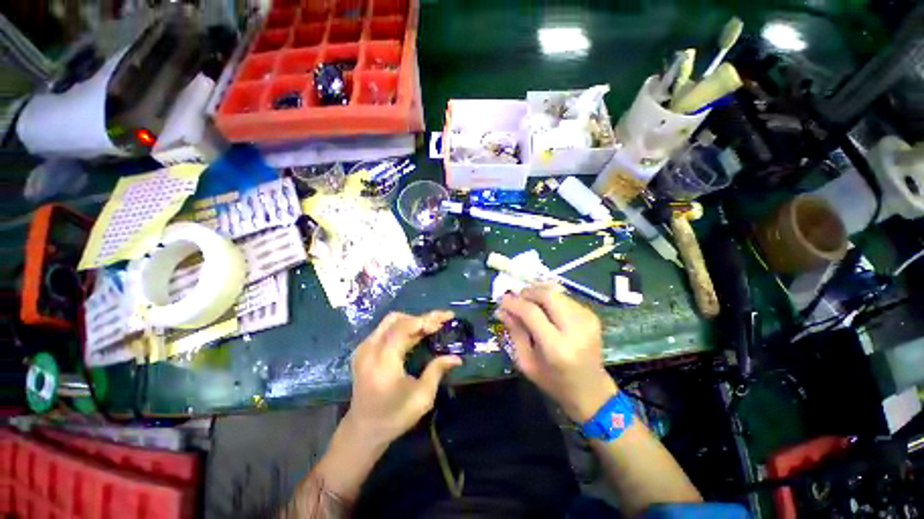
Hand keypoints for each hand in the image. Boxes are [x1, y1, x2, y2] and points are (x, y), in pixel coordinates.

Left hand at [345, 310, 461, 447]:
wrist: (364, 430)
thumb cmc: (394, 417)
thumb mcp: (422, 398)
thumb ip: (437, 371)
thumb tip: (457, 358)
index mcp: (383, 362)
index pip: (403, 328)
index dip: (425, 320)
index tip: (445, 319)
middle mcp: (370, 350)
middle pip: (397, 320)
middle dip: (421, 318)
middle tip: (441, 321)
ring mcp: (363, 349)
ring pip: (390, 321)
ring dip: (412, 321)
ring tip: (431, 327)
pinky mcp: (363, 350)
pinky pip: (385, 329)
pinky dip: (403, 327)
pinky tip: (416, 334)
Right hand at [498, 285, 617, 421]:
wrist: (592, 391)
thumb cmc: (554, 381)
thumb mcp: (526, 363)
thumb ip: (515, 333)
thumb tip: (502, 310)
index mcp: (557, 348)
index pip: (532, 313)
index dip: (515, 303)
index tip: (502, 300)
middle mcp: (575, 330)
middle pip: (548, 295)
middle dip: (528, 292)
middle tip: (516, 298)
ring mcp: (587, 321)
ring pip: (557, 293)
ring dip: (539, 294)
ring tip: (528, 303)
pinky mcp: (592, 316)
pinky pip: (565, 298)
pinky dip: (551, 299)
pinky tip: (544, 309)